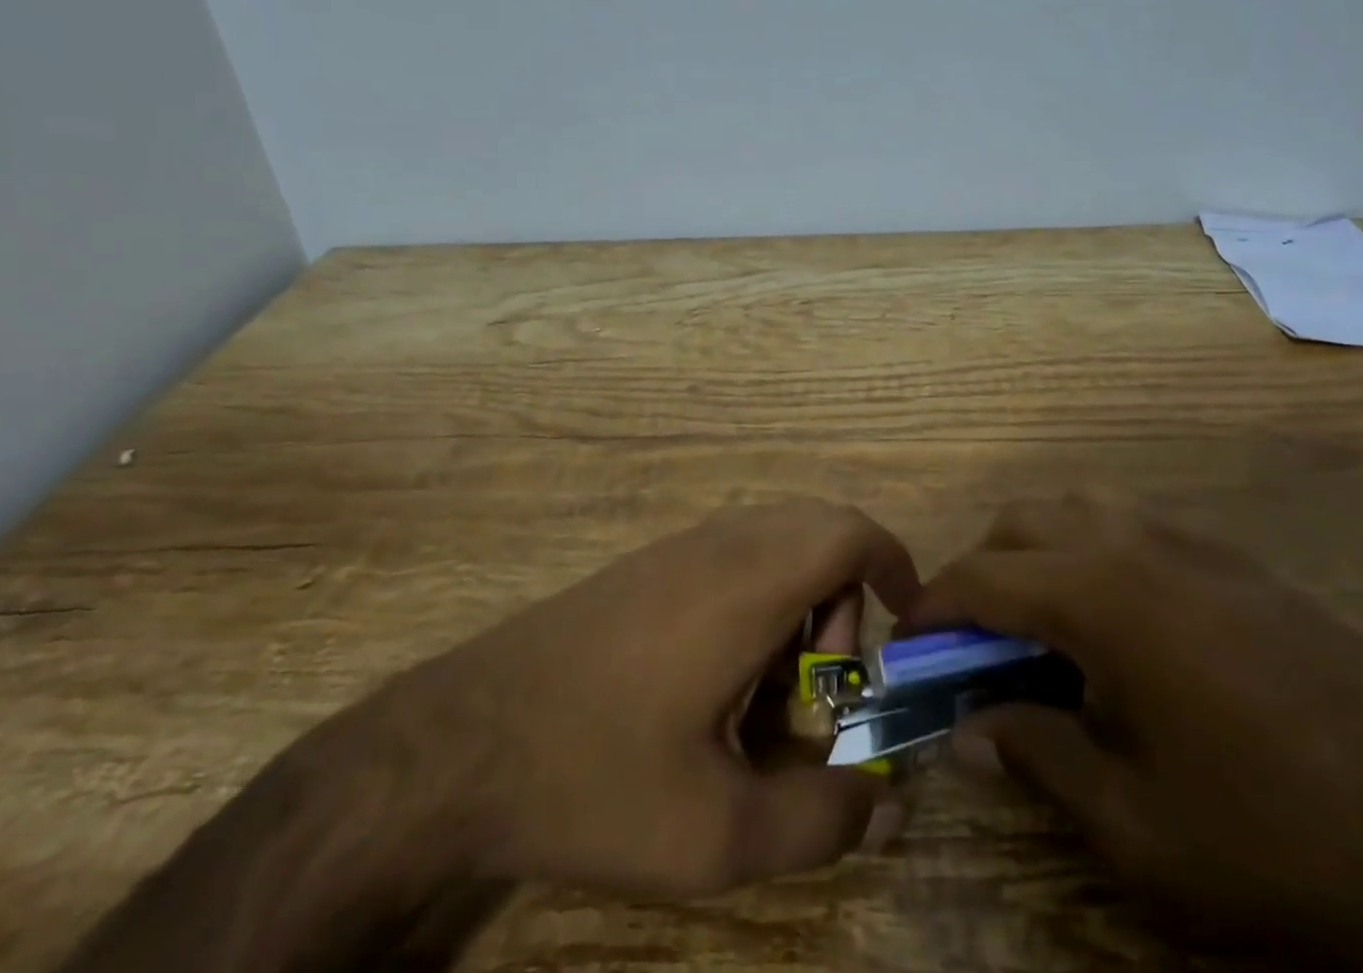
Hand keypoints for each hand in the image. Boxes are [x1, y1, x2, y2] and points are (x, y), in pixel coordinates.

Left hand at [60, 501, 918, 972]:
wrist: (454, 745)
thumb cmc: (594, 777)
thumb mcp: (717, 833)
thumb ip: (820, 819)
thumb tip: (885, 800)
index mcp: (748, 582)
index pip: (849, 531)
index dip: (894, 563)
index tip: (908, 622)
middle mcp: (719, 543)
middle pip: (819, 528)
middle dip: (846, 600)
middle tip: (824, 687)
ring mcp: (677, 546)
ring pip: (776, 541)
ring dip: (799, 604)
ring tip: (764, 697)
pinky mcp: (647, 564)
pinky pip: (733, 554)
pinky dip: (758, 600)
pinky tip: (713, 683)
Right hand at [910, 500, 1362, 971]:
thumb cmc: (1277, 833)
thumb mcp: (1137, 826)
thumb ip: (1036, 758)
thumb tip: (966, 730)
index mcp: (1099, 593)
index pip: (980, 578)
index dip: (932, 609)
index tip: (907, 646)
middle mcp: (1133, 542)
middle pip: (1020, 524)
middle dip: (979, 573)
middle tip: (972, 645)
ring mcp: (1189, 542)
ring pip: (1075, 511)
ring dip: (1035, 555)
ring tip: (1039, 631)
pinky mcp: (1232, 559)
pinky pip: (1129, 528)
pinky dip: (1089, 556)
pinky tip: (1116, 631)